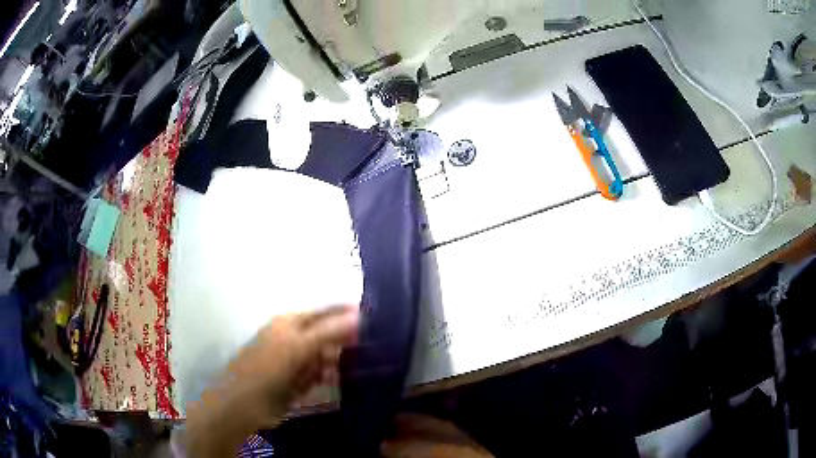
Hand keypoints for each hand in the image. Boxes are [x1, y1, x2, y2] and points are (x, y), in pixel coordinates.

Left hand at [186, 305, 358, 457]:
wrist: (242, 404)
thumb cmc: (268, 369)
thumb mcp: (299, 347)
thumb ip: (329, 331)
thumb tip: (360, 315)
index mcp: (290, 321)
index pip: (325, 311)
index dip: (348, 313)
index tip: (376, 319)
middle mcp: (292, 336)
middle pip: (326, 332)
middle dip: (347, 338)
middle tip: (373, 346)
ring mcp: (293, 359)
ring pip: (323, 354)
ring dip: (338, 359)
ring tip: (360, 364)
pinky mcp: (294, 379)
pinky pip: (317, 373)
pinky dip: (326, 376)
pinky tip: (333, 380)